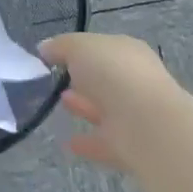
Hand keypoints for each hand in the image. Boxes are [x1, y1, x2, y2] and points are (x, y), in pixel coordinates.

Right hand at [40, 33, 191, 175]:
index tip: (54, 57)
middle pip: (105, 78)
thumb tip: (45, 48)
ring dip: (84, 106)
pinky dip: (87, 142)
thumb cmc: (113, 74)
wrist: (147, 126)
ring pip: (105, 108)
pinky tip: (66, 143)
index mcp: (128, 52)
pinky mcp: (131, 145)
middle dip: (82, 79)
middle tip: (55, 80)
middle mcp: (135, 81)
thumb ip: (60, 46)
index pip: (102, 48)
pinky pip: (104, 140)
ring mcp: (135, 114)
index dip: (78, 50)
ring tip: (58, 104)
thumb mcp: (79, 47)